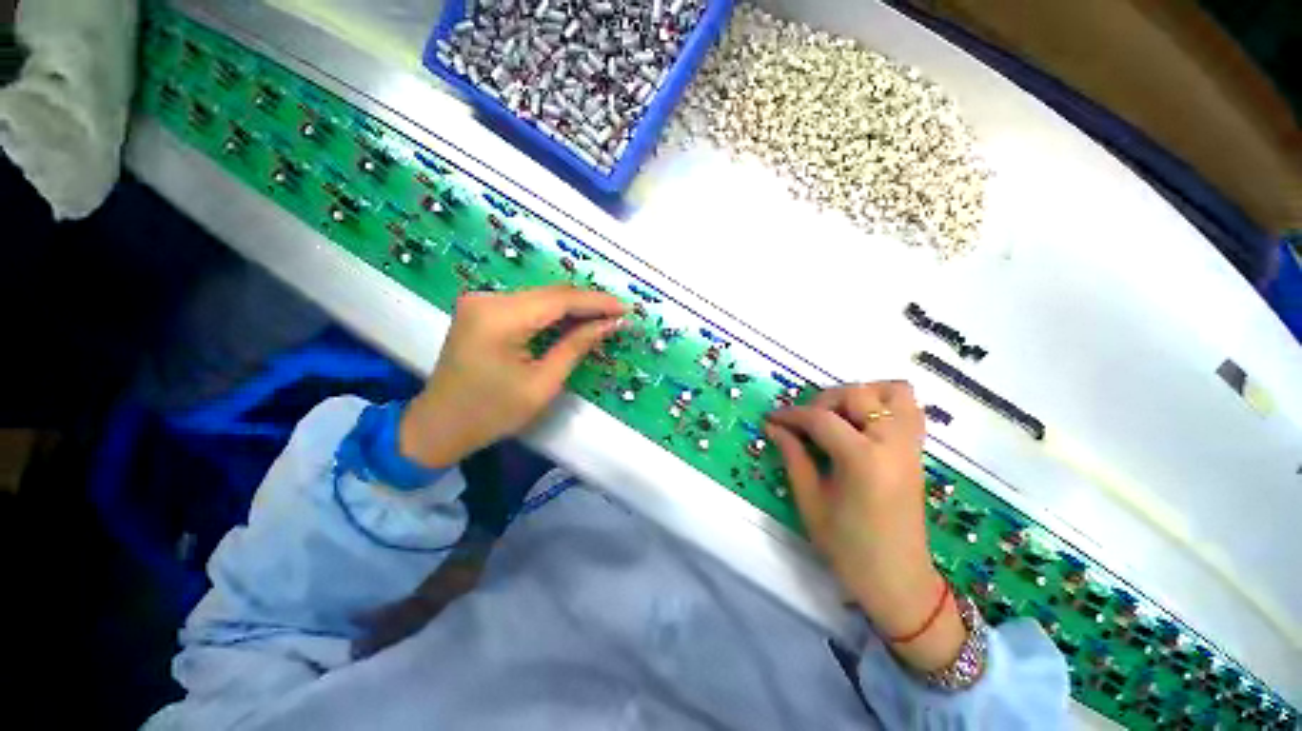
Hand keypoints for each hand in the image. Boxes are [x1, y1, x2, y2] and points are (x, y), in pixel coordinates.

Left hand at [399, 286, 625, 468]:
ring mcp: (482, 301)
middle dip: (588, 304)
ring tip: (604, 318)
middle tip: (618, 315)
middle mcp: (488, 299)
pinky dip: (554, 313)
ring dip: (573, 307)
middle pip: (551, 294)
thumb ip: (576, 347)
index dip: (597, 302)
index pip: (560, 299)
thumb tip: (610, 325)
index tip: (626, 309)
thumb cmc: (492, 413)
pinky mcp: (482, 309)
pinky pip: (528, 305)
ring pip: (541, 297)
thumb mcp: (542, 384)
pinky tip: (575, 321)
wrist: (439, 425)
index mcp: (500, 318)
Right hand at [766, 382, 964, 671]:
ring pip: (893, 392)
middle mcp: (892, 443)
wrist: (899, 581)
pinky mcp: (917, 452)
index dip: (791, 414)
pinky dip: (884, 404)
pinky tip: (862, 424)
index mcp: (863, 459)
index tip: (771, 419)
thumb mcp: (811, 501)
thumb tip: (773, 427)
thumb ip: (793, 456)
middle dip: (824, 401)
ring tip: (838, 416)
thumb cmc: (848, 547)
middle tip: (806, 423)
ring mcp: (910, 446)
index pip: (820, 419)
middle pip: (857, 395)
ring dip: (861, 396)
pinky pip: (909, 409)